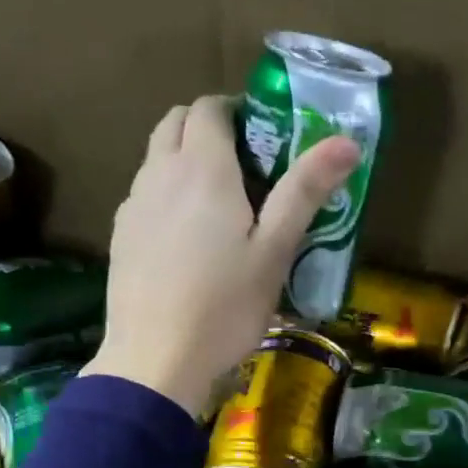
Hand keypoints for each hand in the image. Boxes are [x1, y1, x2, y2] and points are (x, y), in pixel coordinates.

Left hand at [85, 95, 358, 414]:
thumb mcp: (275, 251)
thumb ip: (305, 191)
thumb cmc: (225, 307)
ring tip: (220, 204)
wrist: (156, 360)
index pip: (211, 107)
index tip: (265, 136)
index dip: (237, 110)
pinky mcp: (120, 235)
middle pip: (176, 121)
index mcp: (202, 168)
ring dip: (185, 158)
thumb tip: (347, 142)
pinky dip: (167, 193)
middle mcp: (159, 173)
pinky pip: (146, 193)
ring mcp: (133, 204)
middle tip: (246, 164)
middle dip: (208, 127)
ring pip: (157, 157)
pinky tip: (188, 239)